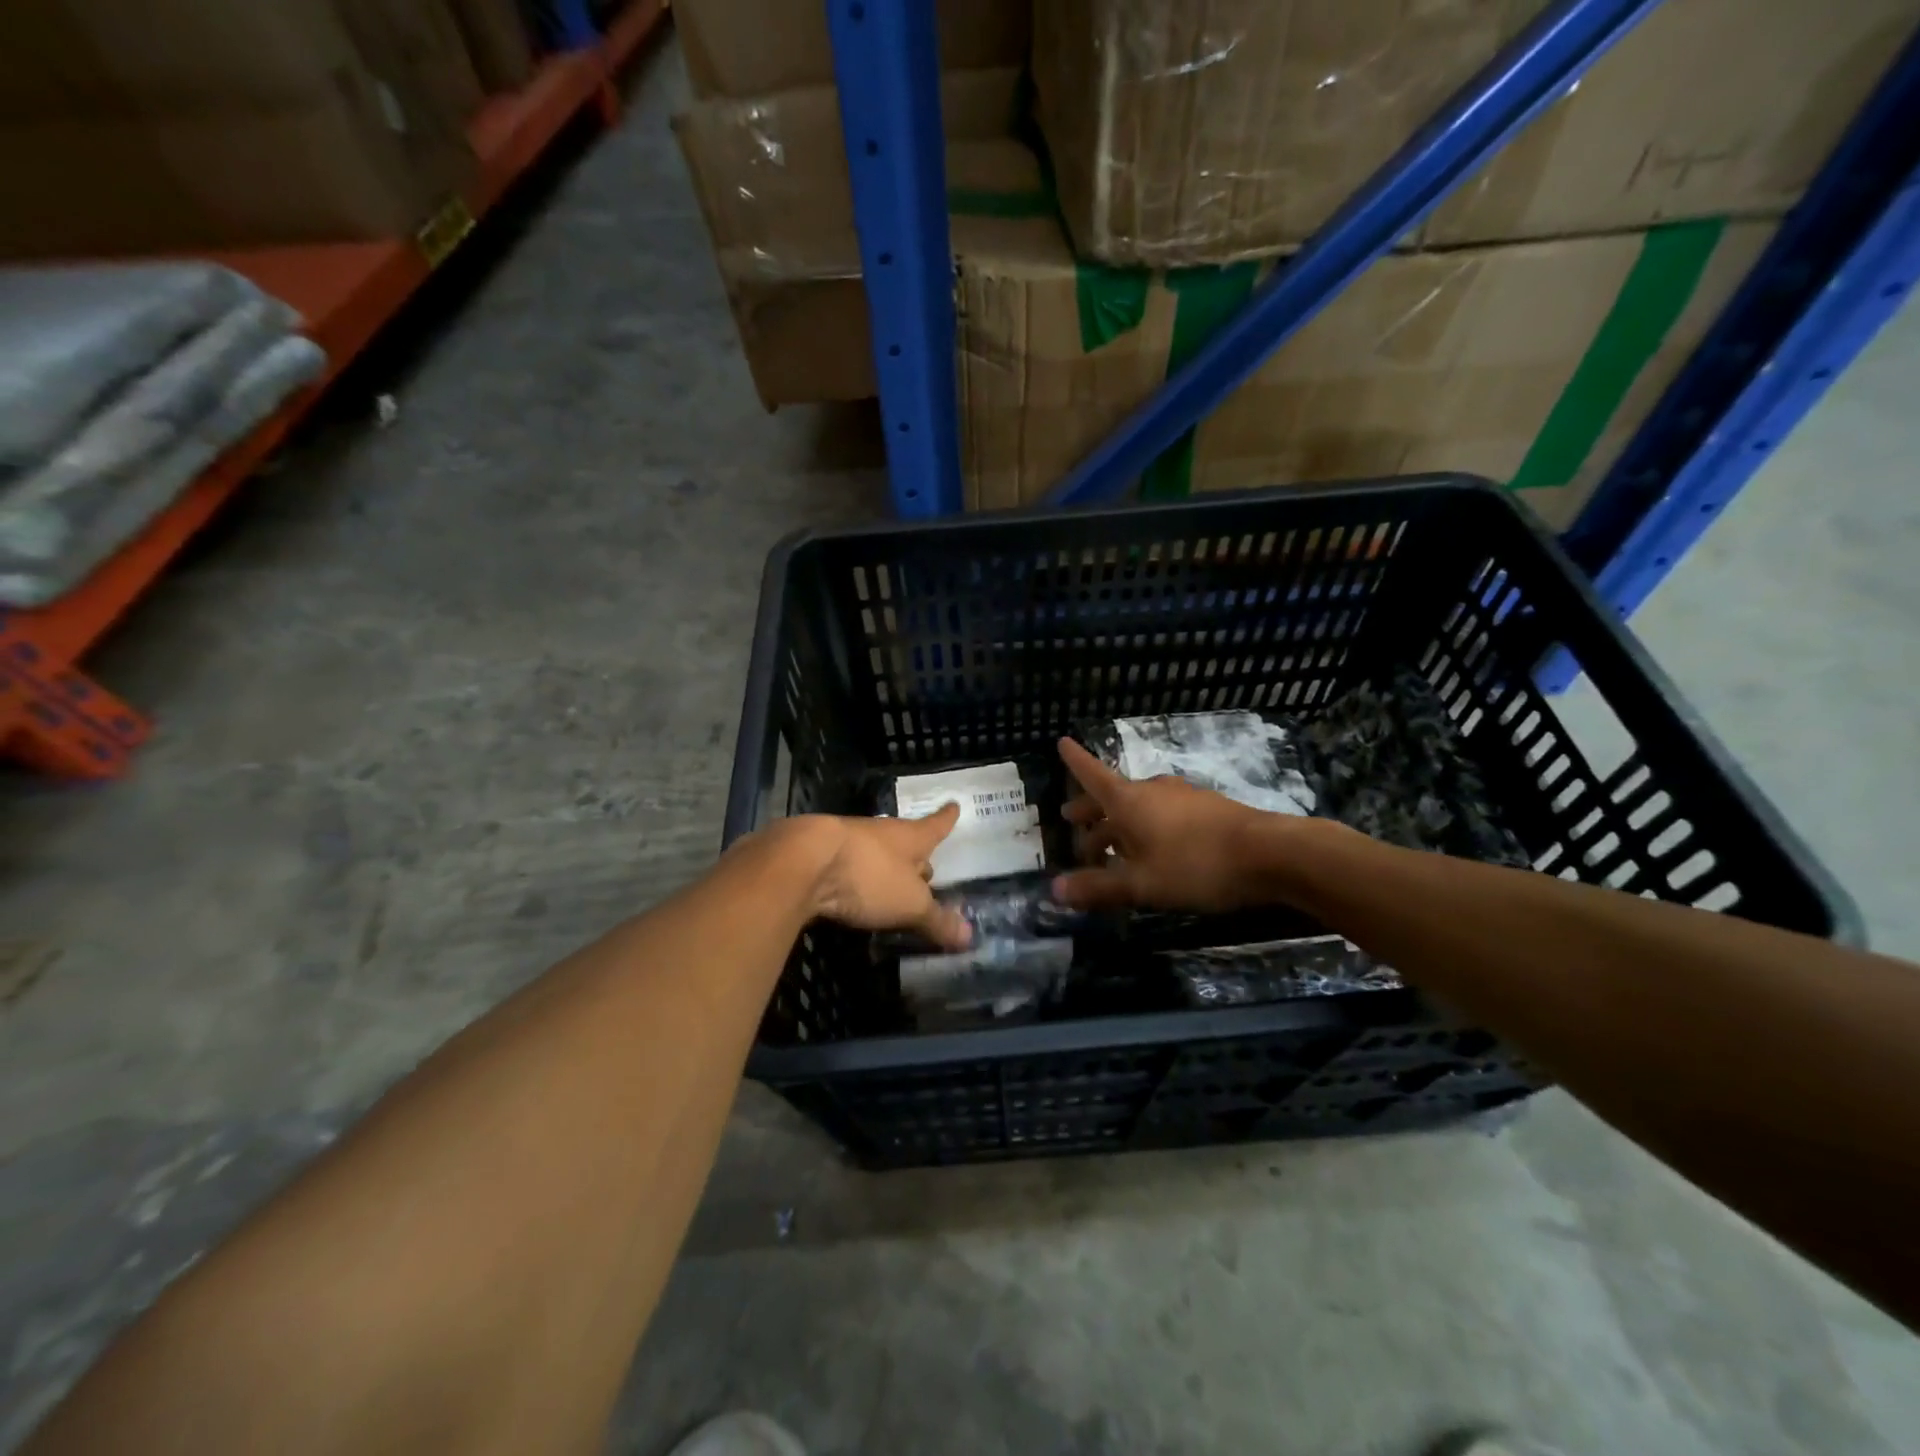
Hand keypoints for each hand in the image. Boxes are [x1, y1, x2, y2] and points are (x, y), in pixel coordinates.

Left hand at [776, 807, 972, 949]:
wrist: (802, 861)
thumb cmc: (868, 875)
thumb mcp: (909, 904)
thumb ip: (936, 920)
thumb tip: (969, 936)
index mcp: (910, 838)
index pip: (936, 826)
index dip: (946, 819)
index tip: (954, 806)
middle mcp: (881, 834)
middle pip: (905, 842)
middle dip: (916, 856)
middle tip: (926, 869)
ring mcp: (847, 841)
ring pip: (874, 853)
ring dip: (884, 867)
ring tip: (890, 884)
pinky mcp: (818, 856)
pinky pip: (846, 866)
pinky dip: (854, 878)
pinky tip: (851, 891)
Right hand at [1053, 737, 1280, 912]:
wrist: (1270, 853)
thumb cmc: (1195, 865)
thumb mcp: (1141, 884)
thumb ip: (1098, 888)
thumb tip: (1053, 891)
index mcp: (1128, 801)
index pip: (1092, 775)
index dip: (1074, 761)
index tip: (1061, 742)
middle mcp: (1152, 790)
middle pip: (1112, 796)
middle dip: (1090, 810)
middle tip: (1072, 820)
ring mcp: (1182, 797)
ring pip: (1139, 807)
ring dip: (1119, 825)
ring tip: (1112, 848)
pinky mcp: (1207, 809)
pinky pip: (1163, 814)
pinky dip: (1147, 828)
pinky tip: (1155, 850)